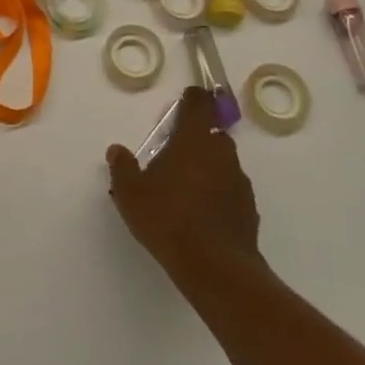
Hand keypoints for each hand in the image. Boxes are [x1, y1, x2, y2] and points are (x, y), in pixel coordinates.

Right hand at [106, 87, 260, 281]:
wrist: (215, 267)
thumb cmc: (168, 219)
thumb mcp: (131, 194)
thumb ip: (122, 168)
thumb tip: (116, 150)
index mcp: (194, 139)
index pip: (199, 105)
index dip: (194, 98)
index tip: (188, 97)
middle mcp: (221, 152)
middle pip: (211, 134)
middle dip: (196, 139)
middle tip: (176, 155)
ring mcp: (239, 180)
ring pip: (223, 163)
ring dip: (208, 168)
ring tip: (187, 190)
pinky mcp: (249, 208)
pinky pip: (231, 191)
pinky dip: (219, 194)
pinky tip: (203, 215)